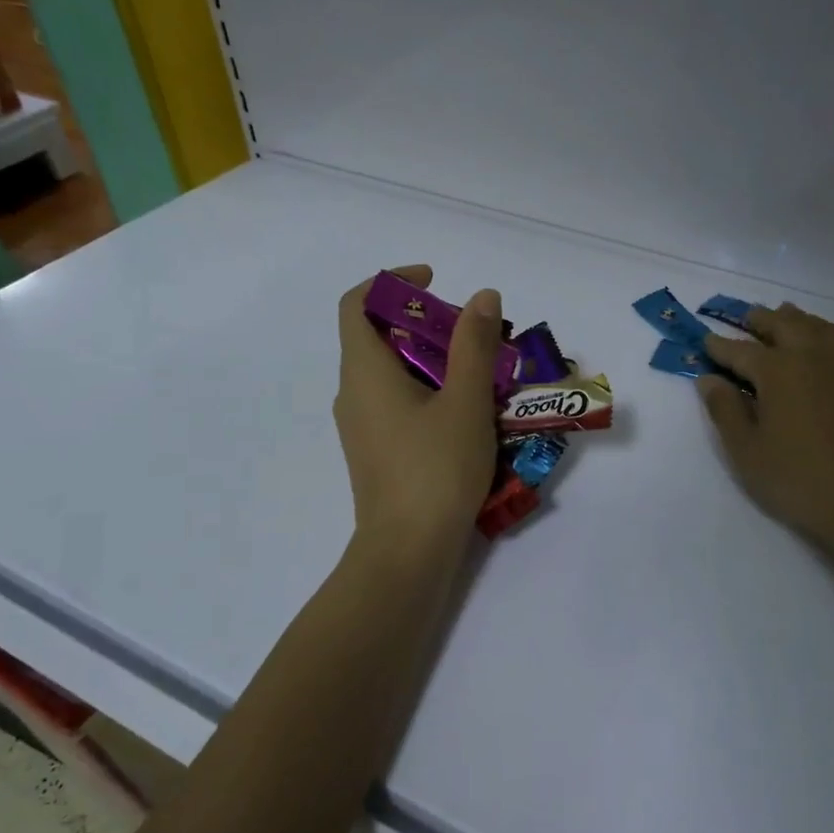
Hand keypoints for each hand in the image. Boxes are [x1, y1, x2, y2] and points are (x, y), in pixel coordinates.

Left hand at [334, 265, 501, 552]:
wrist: (407, 552)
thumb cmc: (435, 469)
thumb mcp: (465, 401)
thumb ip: (473, 345)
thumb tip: (481, 295)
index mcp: (364, 370)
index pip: (357, 303)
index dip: (392, 280)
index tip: (435, 281)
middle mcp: (352, 392)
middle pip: (378, 335)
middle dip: (425, 322)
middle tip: (472, 333)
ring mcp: (361, 425)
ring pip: (390, 372)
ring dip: (430, 359)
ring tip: (478, 372)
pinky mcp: (375, 451)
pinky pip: (395, 402)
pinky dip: (425, 390)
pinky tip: (465, 413)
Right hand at [698, 302, 833, 557]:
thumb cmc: (799, 480)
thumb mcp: (747, 452)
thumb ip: (724, 410)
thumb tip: (708, 379)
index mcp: (778, 370)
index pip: (740, 350)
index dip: (719, 346)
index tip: (705, 342)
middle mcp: (814, 356)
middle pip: (783, 325)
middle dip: (760, 320)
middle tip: (746, 318)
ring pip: (820, 328)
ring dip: (798, 320)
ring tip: (786, 318)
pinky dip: (833, 342)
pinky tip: (831, 351)